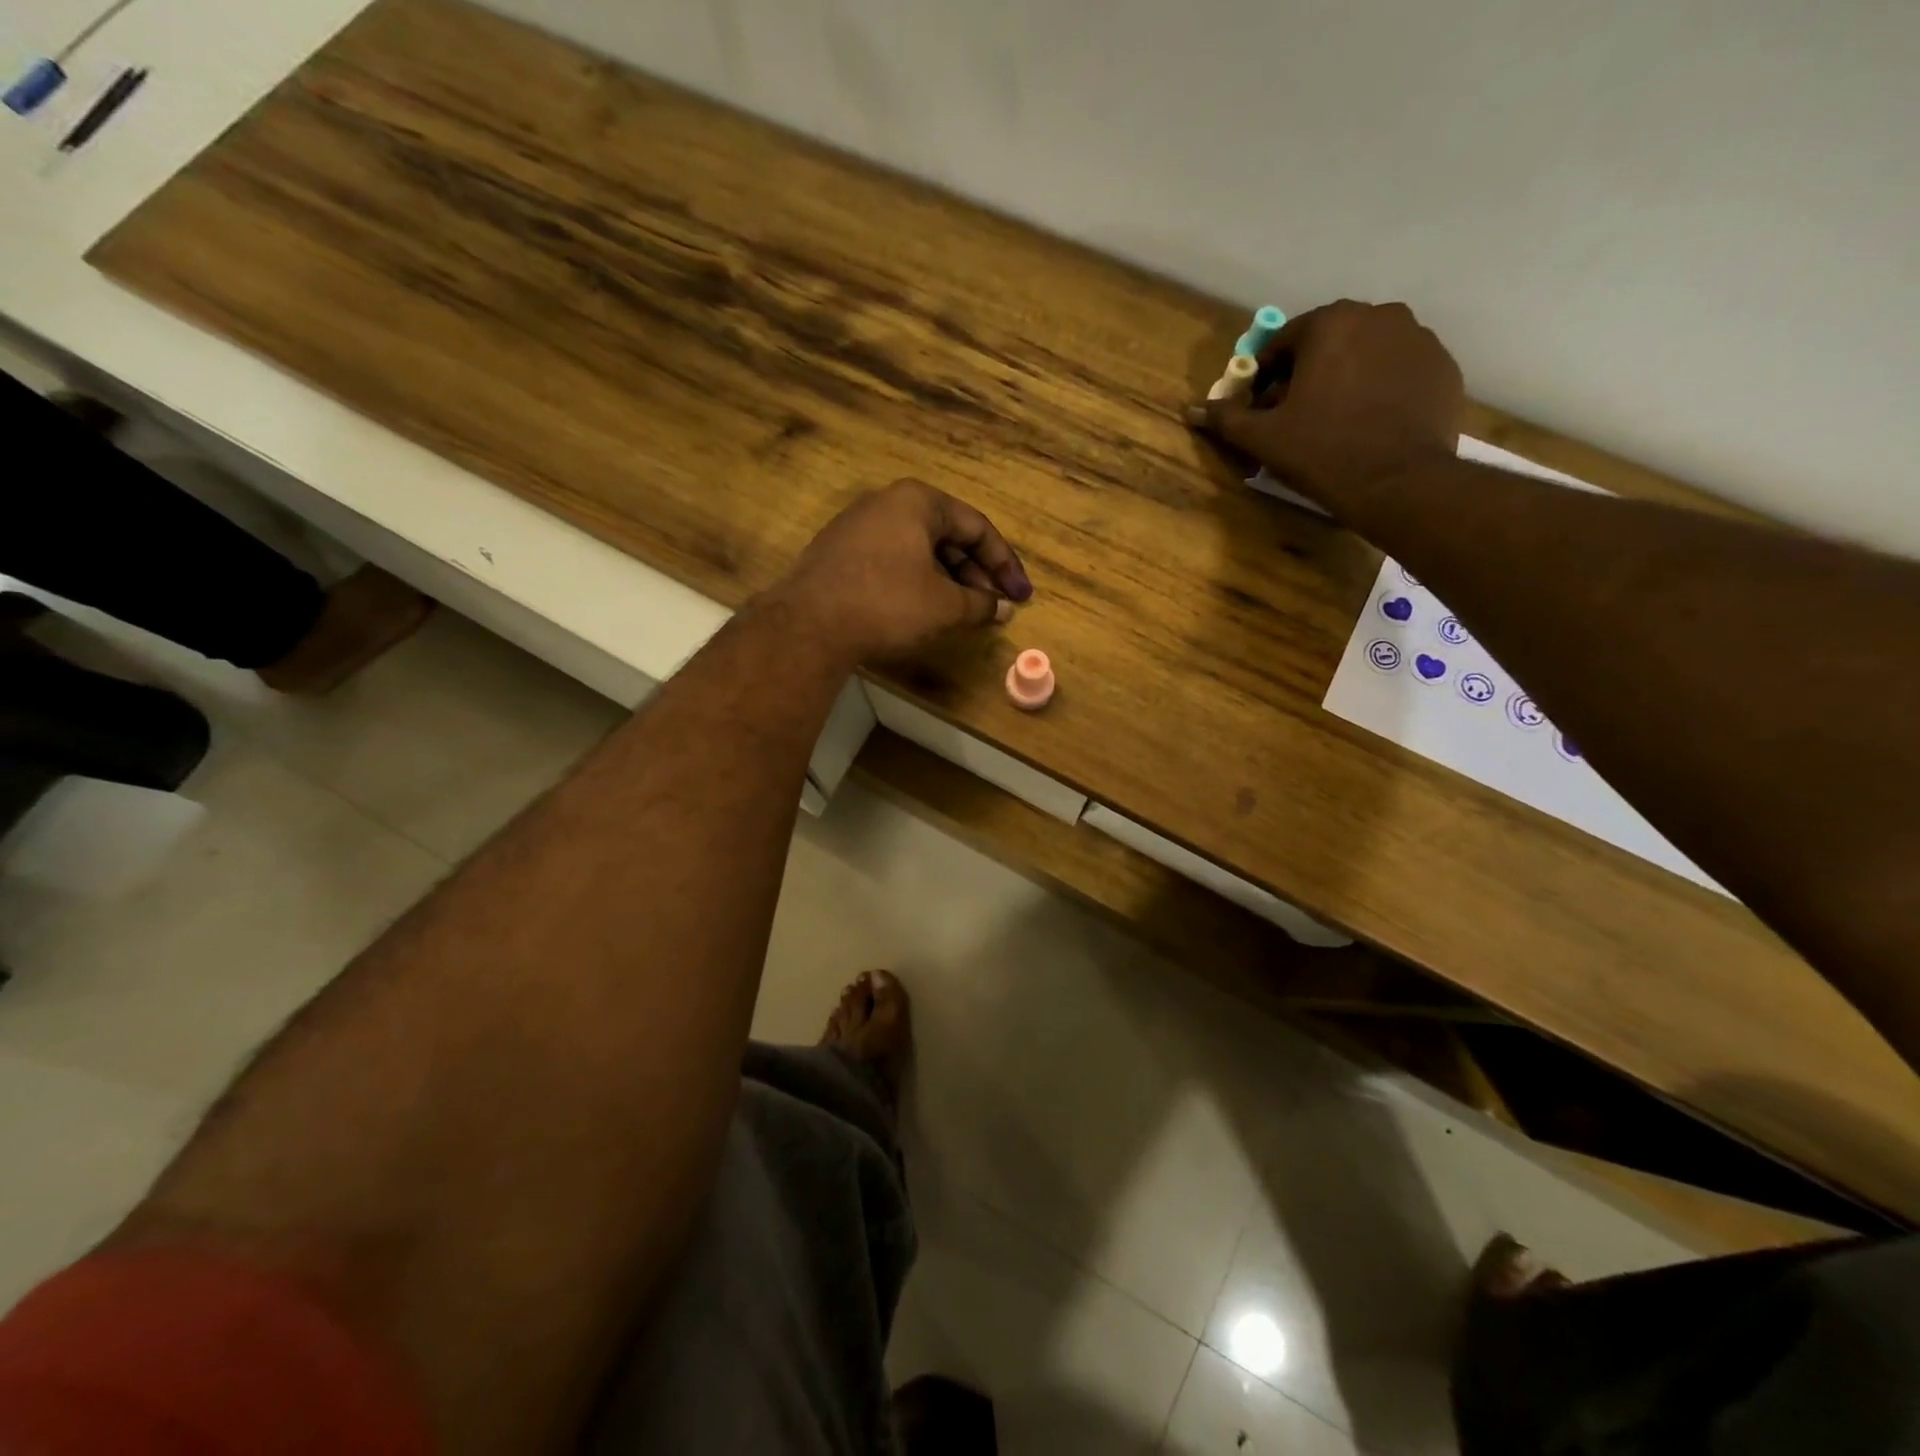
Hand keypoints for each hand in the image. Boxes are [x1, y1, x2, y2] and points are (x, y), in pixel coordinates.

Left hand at [767, 479, 1031, 662]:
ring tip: (964, 612)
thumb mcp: (944, 606)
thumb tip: (1003, 608)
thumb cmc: (887, 604)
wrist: (807, 625)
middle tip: (994, 606)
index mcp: (918, 501)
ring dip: (948, 580)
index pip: (977, 527)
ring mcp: (858, 527)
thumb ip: (980, 603)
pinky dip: (917, 582)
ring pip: (918, 550)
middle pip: (947, 536)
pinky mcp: (839, 553)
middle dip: (976, 574)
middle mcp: (887, 503)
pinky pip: (892, 561)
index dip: (1005, 565)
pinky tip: (924, 609)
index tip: (1020, 596)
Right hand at [1191, 300, 1465, 507]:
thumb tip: (1193, 410)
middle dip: (1308, 374)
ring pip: (1366, 354)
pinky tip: (1371, 424)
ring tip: (1337, 422)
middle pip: (1328, 343)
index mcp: (1330, 324)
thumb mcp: (1263, 439)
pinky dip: (1381, 389)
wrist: (1398, 483)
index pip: (1284, 342)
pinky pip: (1399, 371)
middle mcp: (1378, 315)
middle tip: (1298, 418)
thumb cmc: (1322, 452)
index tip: (1264, 409)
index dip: (1267, 377)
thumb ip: (1227, 418)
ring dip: (1346, 378)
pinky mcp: (1443, 366)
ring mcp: (1418, 338)